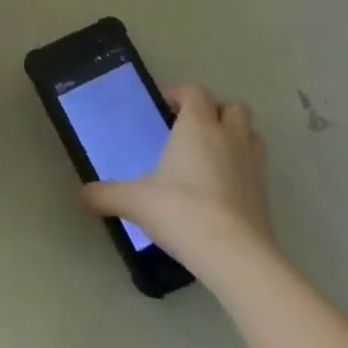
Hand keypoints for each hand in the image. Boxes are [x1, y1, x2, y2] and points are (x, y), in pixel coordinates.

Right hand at [80, 82, 273, 276]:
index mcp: (197, 126)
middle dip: (214, 111)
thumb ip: (106, 194)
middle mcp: (229, 137)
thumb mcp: (134, 200)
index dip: (179, 93)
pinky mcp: (266, 194)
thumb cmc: (180, 210)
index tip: (162, 105)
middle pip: (232, 107)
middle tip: (190, 127)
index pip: (194, 91)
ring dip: (234, 135)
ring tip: (210, 153)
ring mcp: (253, 165)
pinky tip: (223, 186)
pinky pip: (257, 166)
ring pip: (251, 133)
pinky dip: (243, 167)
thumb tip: (80, 195)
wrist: (234, 255)